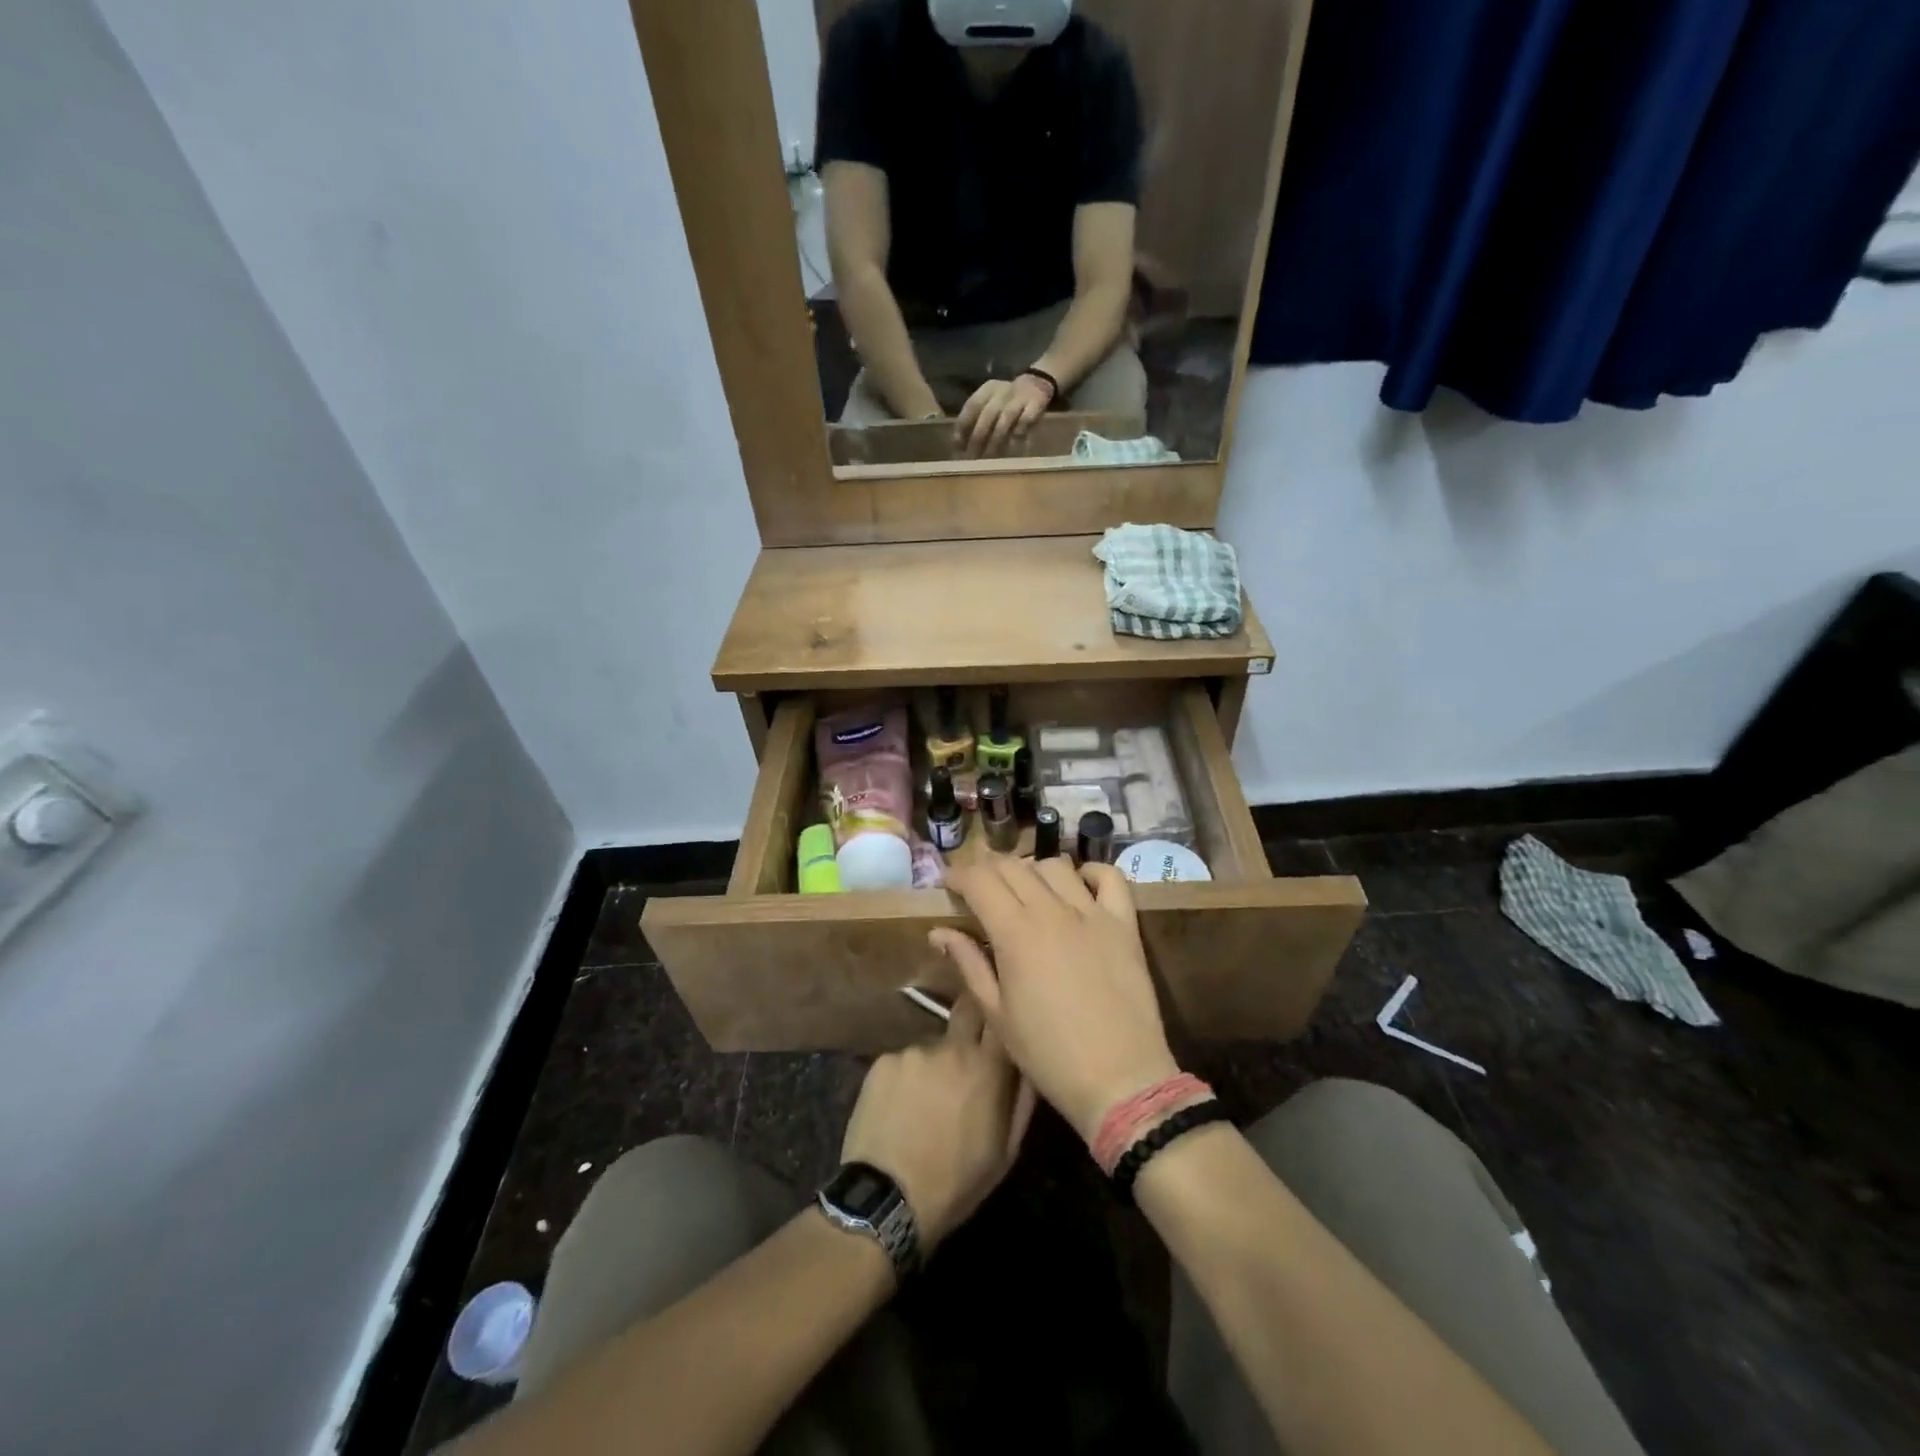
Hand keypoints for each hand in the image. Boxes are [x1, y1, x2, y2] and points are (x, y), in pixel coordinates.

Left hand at [840, 993, 1035, 1249]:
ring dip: (936, 1063)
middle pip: (967, 1010)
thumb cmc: (956, 1182)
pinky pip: (904, 1061)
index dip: (1001, 1016)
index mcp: (987, 1068)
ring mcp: (914, 1051)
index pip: (1001, 1017)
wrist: (887, 1201)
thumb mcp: (1005, 1152)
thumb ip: (1022, 1100)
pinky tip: (900, 1107)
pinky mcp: (883, 1061)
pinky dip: (906, 1077)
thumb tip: (1029, 1063)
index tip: (1001, 1023)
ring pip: (933, 1045)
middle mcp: (951, 1047)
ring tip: (926, 1099)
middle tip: (967, 1051)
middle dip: (971, 1020)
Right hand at [934, 859, 1180, 1145]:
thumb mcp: (997, 1014)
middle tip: (979, 886)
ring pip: (1055, 866)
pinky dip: (1091, 872)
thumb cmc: (1048, 1054)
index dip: (958, 875)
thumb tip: (939, 932)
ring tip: (1025, 889)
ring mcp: (1093, 913)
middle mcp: (1052, 910)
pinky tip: (1079, 885)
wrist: (1119, 1079)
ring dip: (1032, 869)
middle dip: (988, 868)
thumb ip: (969, 964)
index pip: (980, 880)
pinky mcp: (1124, 924)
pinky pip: (1111, 878)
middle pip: (1013, 866)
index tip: (948, 884)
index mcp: (1015, 932)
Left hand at [954, 374, 1053, 457]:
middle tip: (973, 456)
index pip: (972, 406)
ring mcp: (1019, 398)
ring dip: (996, 440)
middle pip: (987, 415)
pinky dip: (1019, 433)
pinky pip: (1026, 420)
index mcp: (988, 389)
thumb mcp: (990, 402)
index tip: (958, 446)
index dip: (963, 426)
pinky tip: (1013, 448)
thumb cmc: (1006, 401)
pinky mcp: (1036, 404)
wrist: (1036, 383)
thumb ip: (976, 419)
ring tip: (989, 457)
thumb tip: (959, 445)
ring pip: (1005, 419)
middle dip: (978, 437)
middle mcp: (1002, 392)